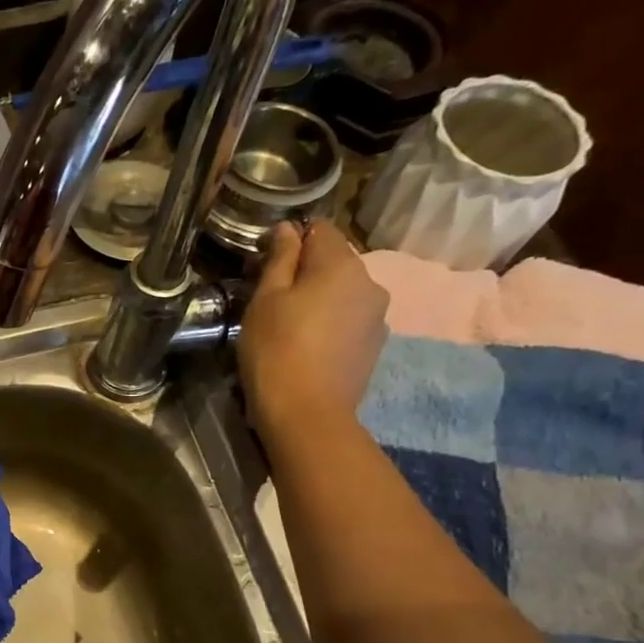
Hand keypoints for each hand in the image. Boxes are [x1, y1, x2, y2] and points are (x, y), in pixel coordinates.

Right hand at [236, 220, 389, 440]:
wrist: (307, 413)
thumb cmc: (276, 350)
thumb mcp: (265, 300)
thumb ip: (280, 259)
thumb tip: (288, 229)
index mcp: (341, 264)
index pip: (320, 229)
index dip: (291, 240)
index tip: (266, 265)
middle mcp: (370, 282)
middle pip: (335, 261)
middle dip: (306, 272)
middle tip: (272, 299)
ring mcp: (378, 315)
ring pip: (343, 292)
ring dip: (319, 299)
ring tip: (290, 326)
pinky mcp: (375, 344)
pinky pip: (349, 319)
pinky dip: (330, 323)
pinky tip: (309, 346)